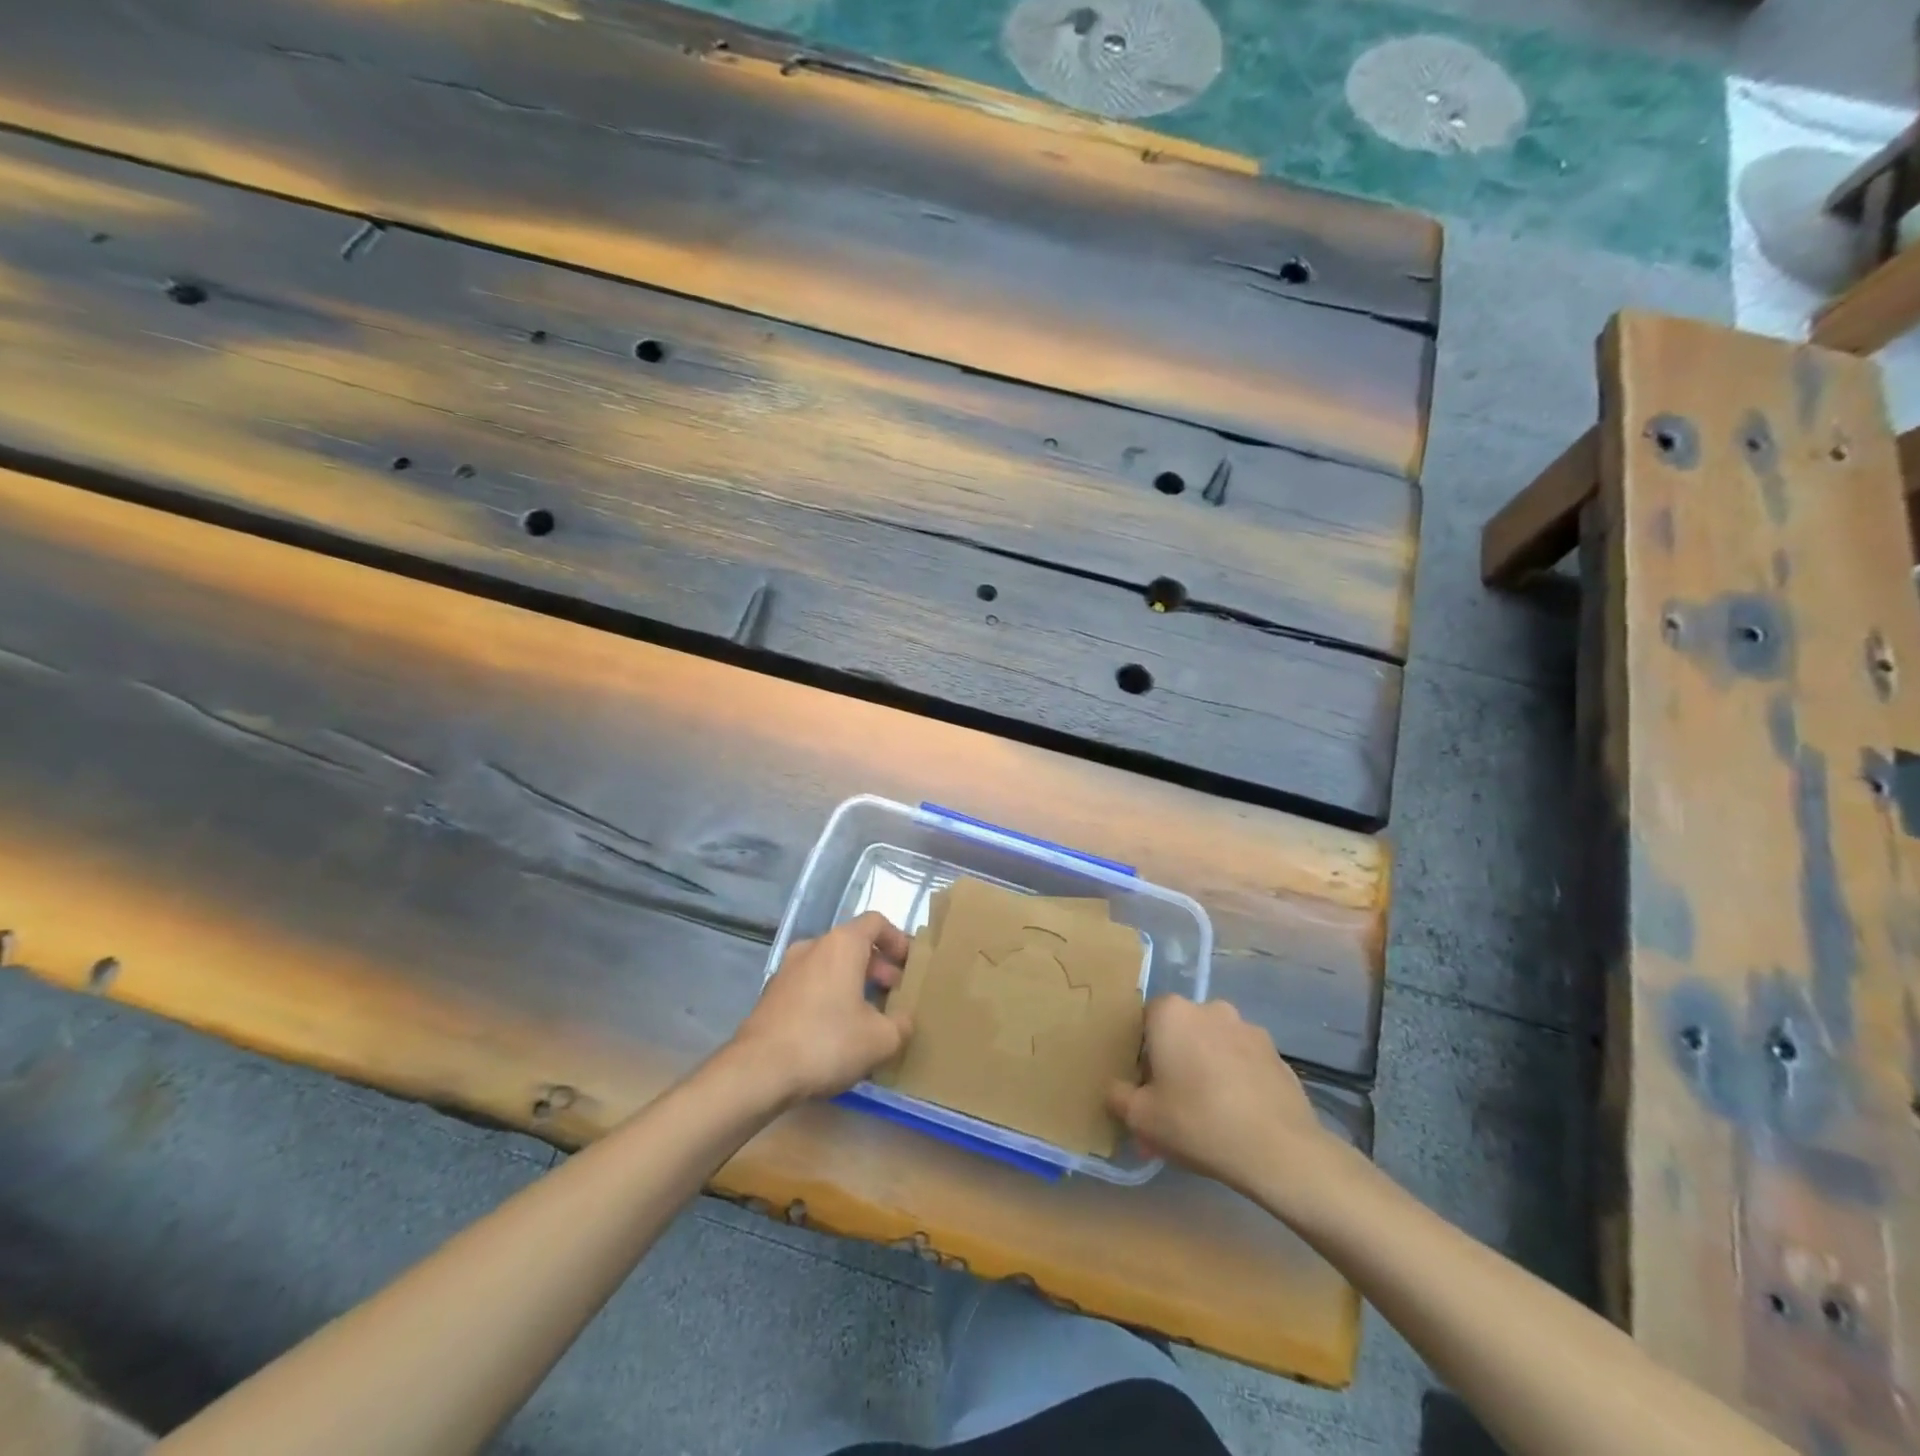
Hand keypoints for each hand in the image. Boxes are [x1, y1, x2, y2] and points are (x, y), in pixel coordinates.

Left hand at [730, 912, 913, 1102]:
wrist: (758, 1071)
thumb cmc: (827, 1042)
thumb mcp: (880, 1039)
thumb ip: (901, 1025)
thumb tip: (903, 1020)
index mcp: (842, 944)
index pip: (876, 922)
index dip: (898, 940)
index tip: (909, 965)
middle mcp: (812, 946)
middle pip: (852, 944)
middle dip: (877, 966)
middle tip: (892, 995)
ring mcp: (787, 969)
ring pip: (829, 965)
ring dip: (852, 982)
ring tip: (867, 1016)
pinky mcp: (771, 994)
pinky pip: (810, 984)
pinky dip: (828, 996)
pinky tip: (835, 1031)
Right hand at [1108, 996, 1329, 1192]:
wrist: (1279, 1151)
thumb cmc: (1198, 1123)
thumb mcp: (1141, 1118)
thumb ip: (1118, 1096)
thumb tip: (1116, 1089)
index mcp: (1172, 1013)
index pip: (1146, 1019)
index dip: (1142, 1051)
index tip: (1145, 1084)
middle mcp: (1210, 1009)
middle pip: (1182, 1030)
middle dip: (1176, 1059)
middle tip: (1174, 1102)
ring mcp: (1249, 1029)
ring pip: (1215, 1045)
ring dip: (1208, 1067)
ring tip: (1211, 1113)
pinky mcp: (1278, 1055)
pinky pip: (1245, 1062)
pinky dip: (1238, 1080)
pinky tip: (1239, 1117)